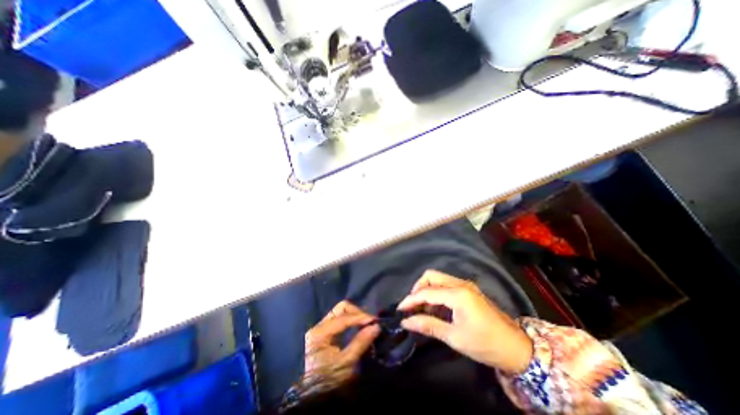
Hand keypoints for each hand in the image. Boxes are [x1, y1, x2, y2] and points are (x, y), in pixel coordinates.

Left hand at [304, 302, 381, 385]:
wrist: (311, 397)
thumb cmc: (327, 381)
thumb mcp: (345, 364)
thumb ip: (360, 343)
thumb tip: (376, 327)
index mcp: (320, 333)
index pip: (343, 317)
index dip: (360, 317)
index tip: (375, 320)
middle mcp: (319, 325)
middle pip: (341, 308)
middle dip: (357, 312)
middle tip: (370, 321)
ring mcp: (321, 328)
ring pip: (340, 312)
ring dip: (354, 315)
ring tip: (366, 323)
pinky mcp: (324, 333)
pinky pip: (339, 319)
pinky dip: (350, 320)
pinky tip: (358, 326)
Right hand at [399, 270, 532, 372]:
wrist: (517, 348)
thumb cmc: (485, 344)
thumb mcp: (454, 337)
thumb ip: (428, 325)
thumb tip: (406, 322)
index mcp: (457, 294)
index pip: (427, 292)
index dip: (411, 300)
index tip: (400, 310)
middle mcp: (460, 283)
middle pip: (431, 276)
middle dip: (418, 288)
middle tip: (412, 306)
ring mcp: (465, 285)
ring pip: (438, 278)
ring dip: (426, 290)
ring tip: (421, 309)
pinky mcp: (468, 290)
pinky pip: (445, 285)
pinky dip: (436, 293)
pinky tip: (434, 308)